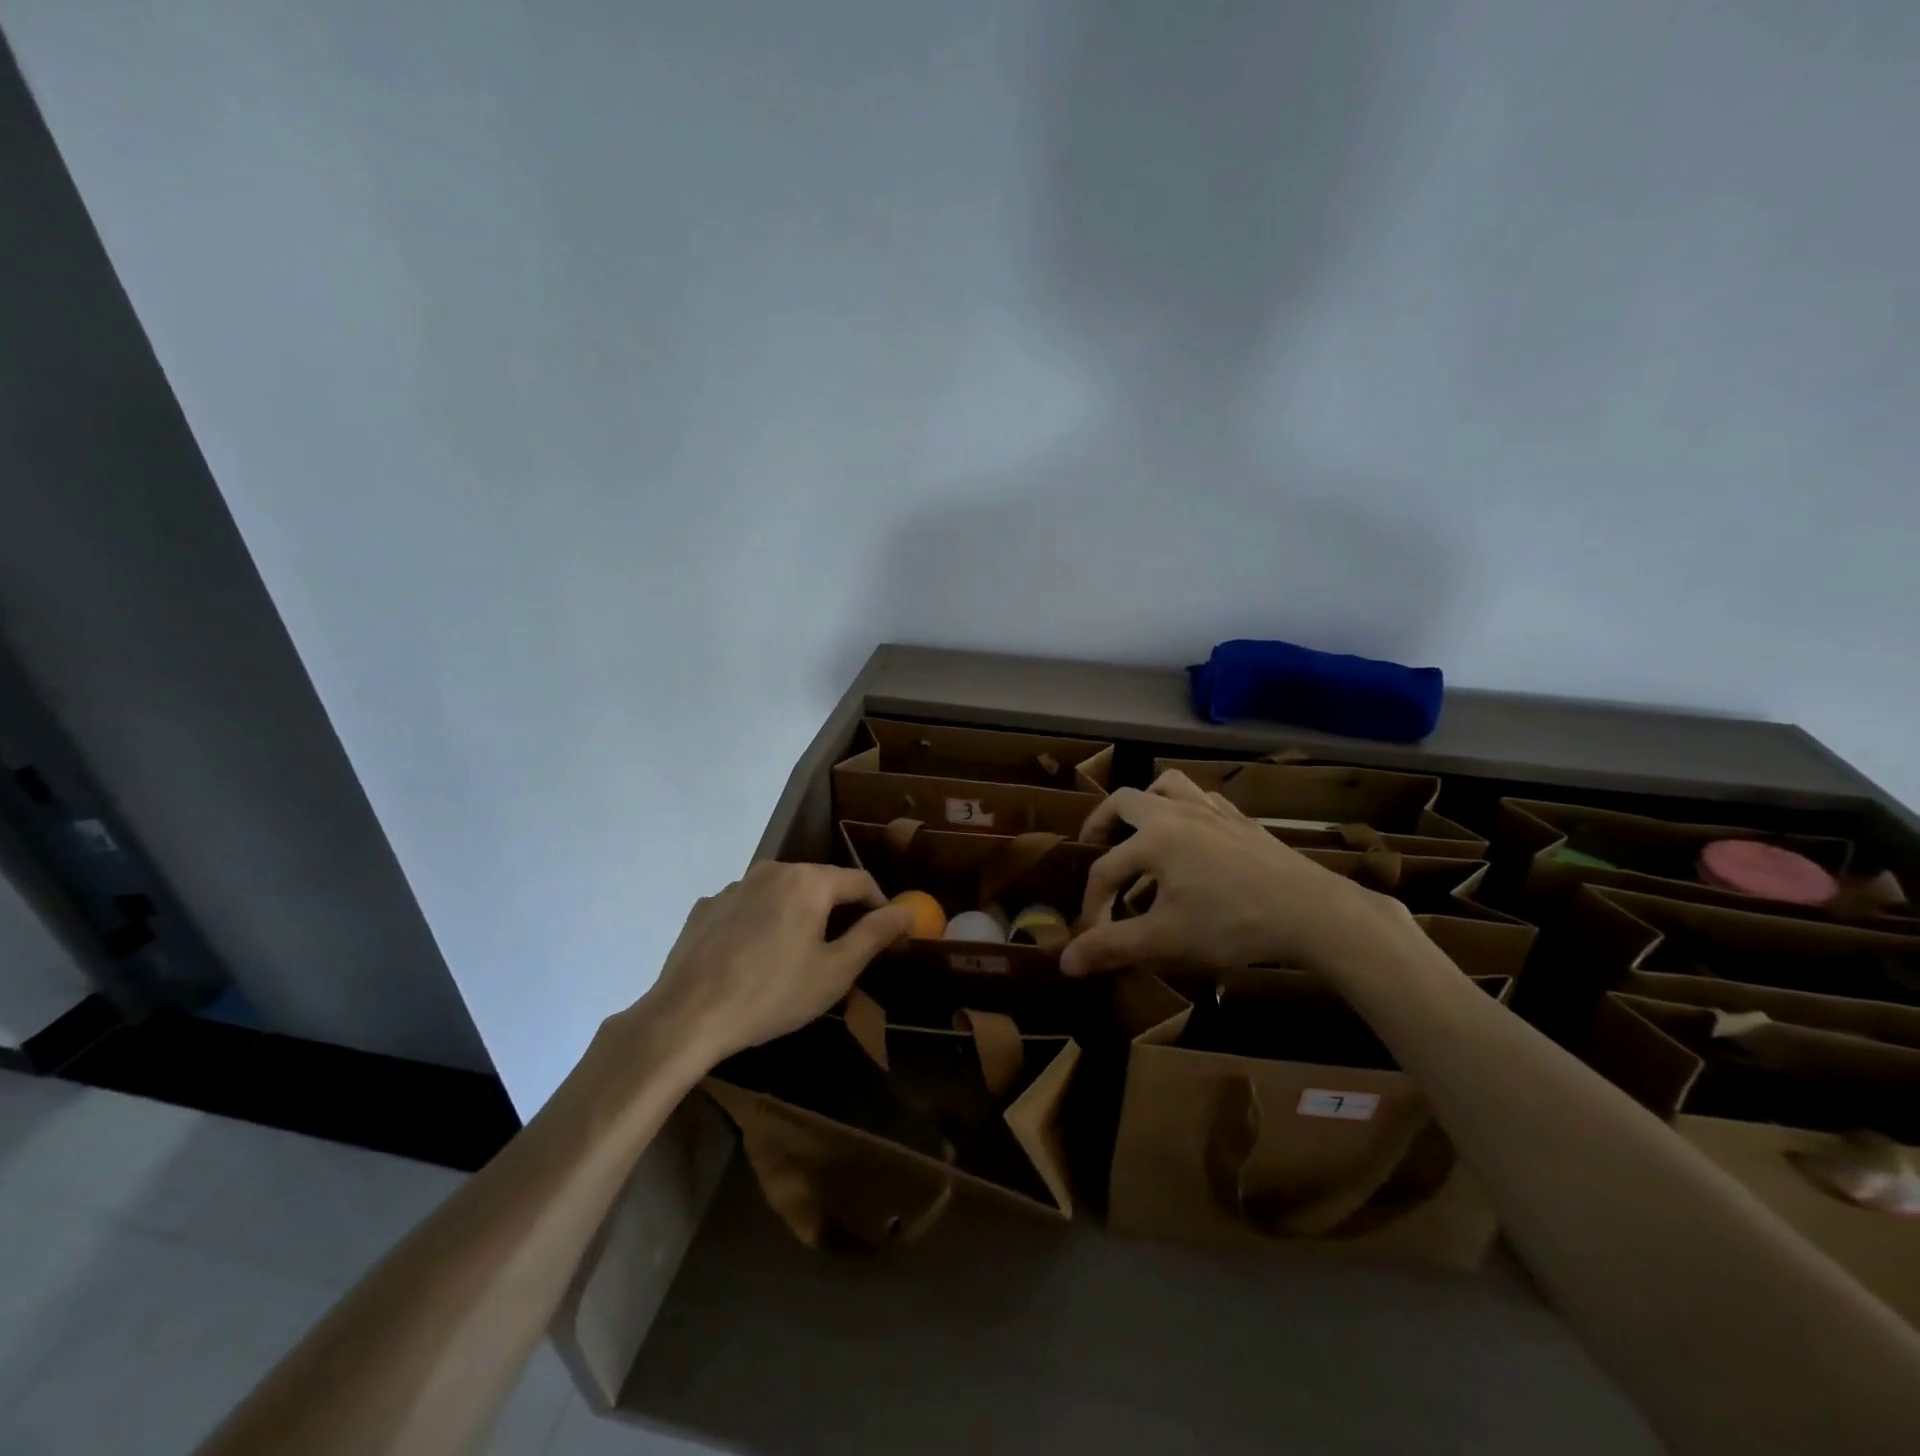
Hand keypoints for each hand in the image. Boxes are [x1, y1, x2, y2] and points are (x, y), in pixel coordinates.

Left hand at [631, 862, 913, 1070]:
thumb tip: (907, 910)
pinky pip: (748, 907)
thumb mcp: (835, 972)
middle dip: (839, 911)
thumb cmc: (771, 995)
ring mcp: (734, 886)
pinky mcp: (705, 907)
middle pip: (820, 883)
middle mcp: (772, 870)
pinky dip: (762, 923)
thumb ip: (874, 935)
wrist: (685, 1017)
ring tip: (797, 956)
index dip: (880, 906)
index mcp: (808, 881)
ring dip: (798, 916)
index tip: (889, 934)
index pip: (859, 881)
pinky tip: (754, 958)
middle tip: (845, 950)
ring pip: (782, 894)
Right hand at [1061, 771, 1401, 976]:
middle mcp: (1177, 813)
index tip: (1092, 935)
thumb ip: (1112, 947)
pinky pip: (1204, 799)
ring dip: (1146, 802)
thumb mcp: (1165, 941)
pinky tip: (1192, 837)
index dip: (1092, 903)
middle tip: (1094, 848)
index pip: (1106, 869)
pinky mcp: (1242, 820)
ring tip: (1139, 828)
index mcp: (1153, 838)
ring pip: (1168, 785)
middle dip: (1102, 824)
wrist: (1311, 912)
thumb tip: (1064, 962)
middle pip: (1125, 801)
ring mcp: (1213, 811)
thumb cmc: (1231, 924)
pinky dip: (1186, 809)